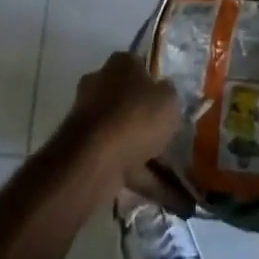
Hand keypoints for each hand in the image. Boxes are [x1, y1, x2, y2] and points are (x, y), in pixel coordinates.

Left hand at [62, 53, 192, 211]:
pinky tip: (162, 195)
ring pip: (125, 133)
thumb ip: (169, 95)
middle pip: (130, 101)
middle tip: (170, 137)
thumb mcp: (169, 99)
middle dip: (148, 120)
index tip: (169, 103)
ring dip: (145, 152)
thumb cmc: (136, 117)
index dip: (156, 84)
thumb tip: (164, 94)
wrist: (94, 159)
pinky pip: (120, 161)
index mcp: (121, 63)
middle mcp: (101, 84)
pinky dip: (139, 176)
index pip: (140, 66)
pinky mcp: (86, 151)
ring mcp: (91, 119)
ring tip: (173, 173)